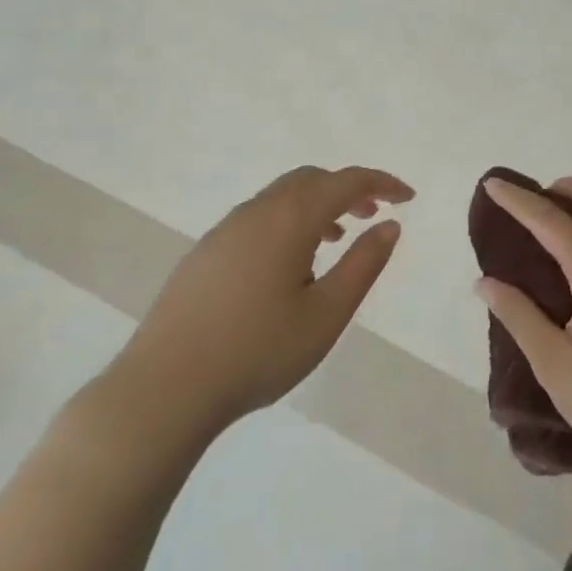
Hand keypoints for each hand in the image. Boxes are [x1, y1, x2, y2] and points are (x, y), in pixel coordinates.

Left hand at [104, 166, 412, 451]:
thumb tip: (389, 225)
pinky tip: (289, 265)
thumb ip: (364, 264)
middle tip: (373, 215)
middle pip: (311, 179)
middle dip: (348, 189)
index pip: (346, 182)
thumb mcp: (327, 313)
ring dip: (317, 206)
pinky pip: (258, 217)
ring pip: (281, 197)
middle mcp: (256, 211)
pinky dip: (288, 221)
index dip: (382, 183)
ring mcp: (224, 230)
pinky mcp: (204, 253)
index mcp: (290, 218)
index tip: (408, 198)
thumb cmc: (258, 351)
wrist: (163, 390)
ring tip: (336, 239)